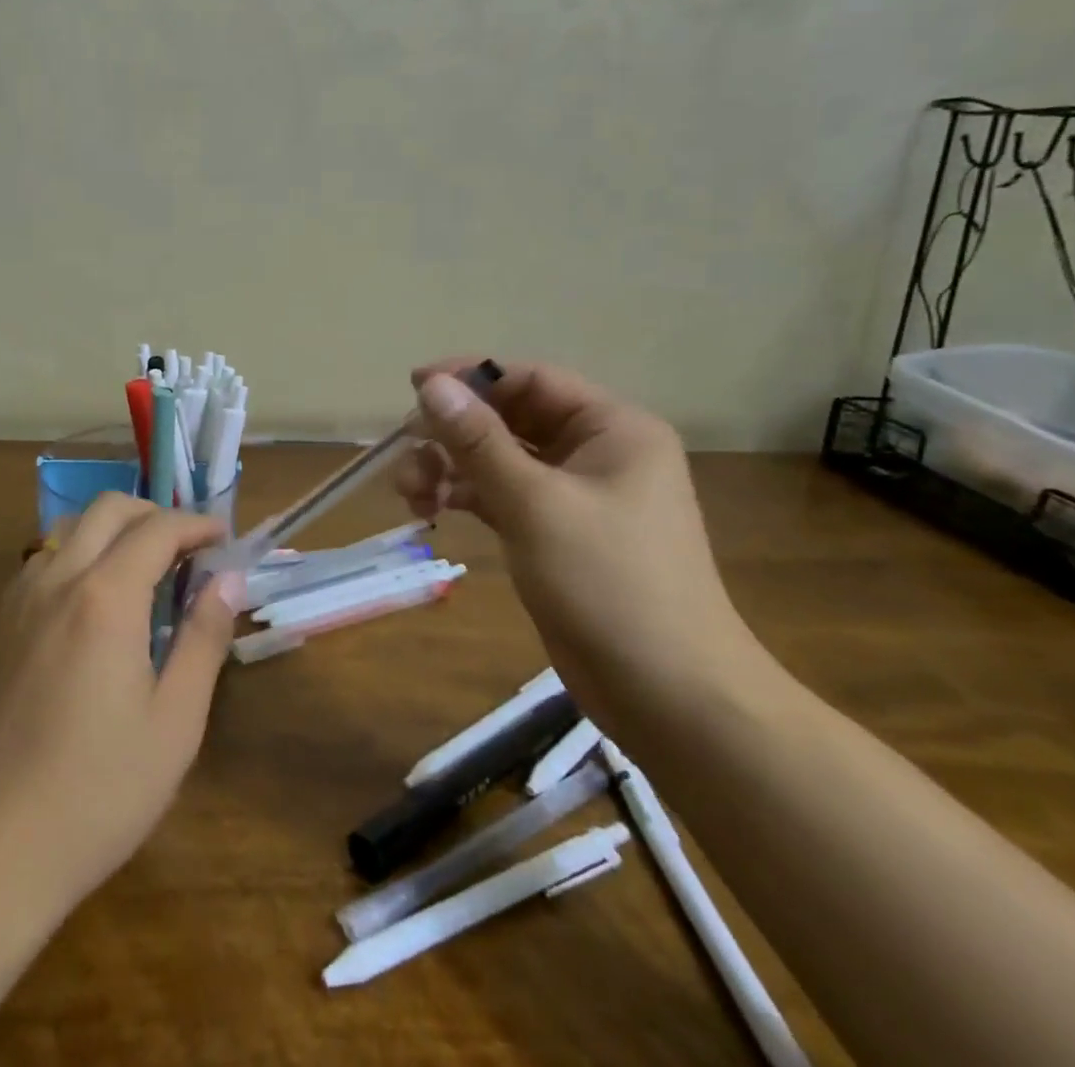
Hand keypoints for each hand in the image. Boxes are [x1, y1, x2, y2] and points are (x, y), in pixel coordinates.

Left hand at [0, 495, 244, 913]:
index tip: (223, 539)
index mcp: (105, 598)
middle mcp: (57, 580)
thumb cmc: (99, 789)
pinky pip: (43, 561)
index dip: (196, 525)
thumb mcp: (175, 721)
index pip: (157, 529)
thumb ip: (204, 639)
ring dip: (112, 530)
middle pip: (107, 509)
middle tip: (186, 547)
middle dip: (153, 513)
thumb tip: (228, 580)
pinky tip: (94, 603)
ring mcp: (18, 600)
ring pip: (68, 529)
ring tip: (144, 570)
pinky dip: (78, 554)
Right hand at [396, 358, 761, 723]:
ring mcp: (577, 496)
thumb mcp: (535, 503)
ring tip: (410, 492)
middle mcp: (597, 452)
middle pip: (511, 419)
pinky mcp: (557, 534)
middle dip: (454, 433)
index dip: (470, 378)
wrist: (670, 695)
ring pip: (501, 460)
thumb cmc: (609, 582)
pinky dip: (467, 497)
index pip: (531, 379)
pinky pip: (503, 497)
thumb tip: (431, 384)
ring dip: (452, 468)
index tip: (413, 387)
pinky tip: (431, 509)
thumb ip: (479, 441)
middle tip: (404, 452)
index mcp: (613, 429)